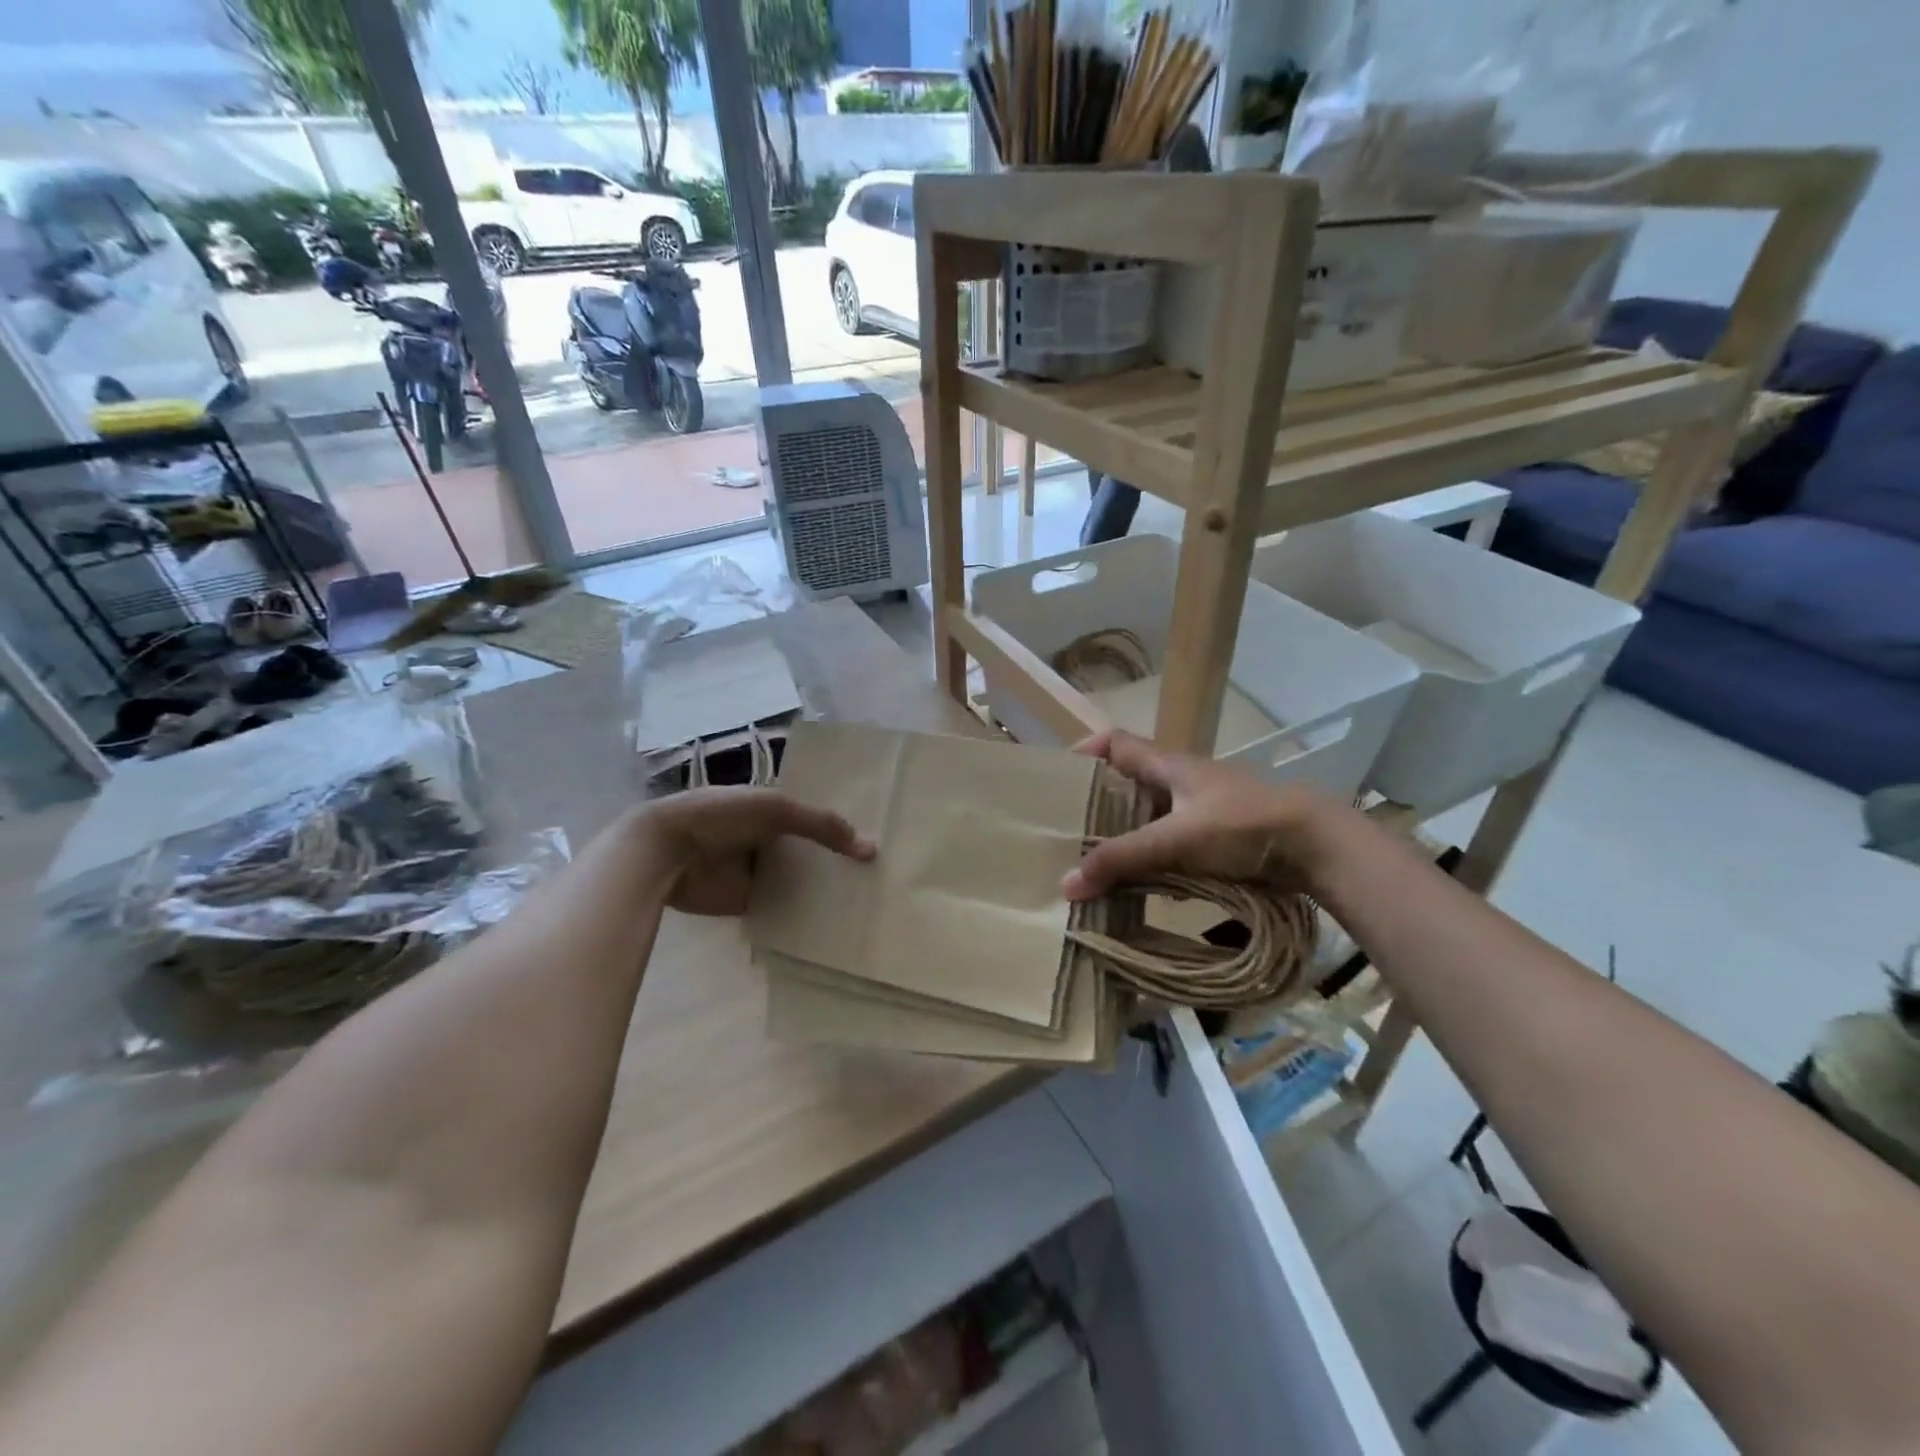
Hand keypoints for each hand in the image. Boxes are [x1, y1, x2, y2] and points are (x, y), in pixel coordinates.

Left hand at [640, 788, 874, 915]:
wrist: (666, 851)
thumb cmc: (720, 815)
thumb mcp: (776, 808)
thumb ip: (820, 824)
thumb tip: (870, 848)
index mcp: (770, 808)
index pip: (814, 817)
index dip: (841, 826)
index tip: (876, 838)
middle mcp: (767, 839)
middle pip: (810, 851)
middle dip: (837, 860)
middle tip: (881, 873)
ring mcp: (757, 872)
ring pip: (799, 881)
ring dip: (824, 888)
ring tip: (868, 897)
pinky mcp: (747, 902)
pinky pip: (782, 907)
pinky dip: (803, 912)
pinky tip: (836, 919)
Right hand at [1063, 730, 1342, 899]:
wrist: (1317, 845)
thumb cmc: (1241, 825)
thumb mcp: (1174, 840)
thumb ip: (1122, 859)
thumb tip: (1066, 884)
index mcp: (1169, 764)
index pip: (1116, 742)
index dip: (1085, 751)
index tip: (1059, 779)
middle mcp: (1183, 780)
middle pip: (1129, 782)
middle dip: (1099, 804)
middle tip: (1069, 832)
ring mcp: (1204, 807)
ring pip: (1152, 815)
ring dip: (1127, 835)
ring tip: (1098, 863)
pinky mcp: (1221, 835)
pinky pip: (1174, 840)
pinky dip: (1155, 856)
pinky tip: (1144, 882)